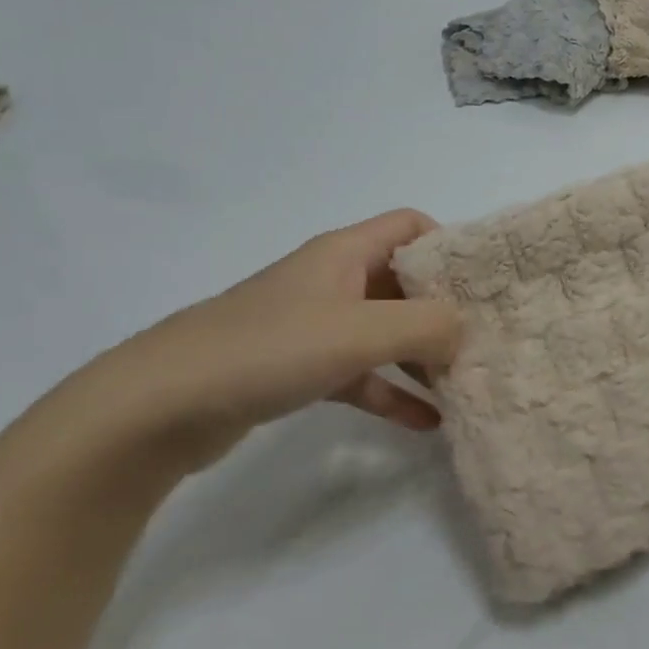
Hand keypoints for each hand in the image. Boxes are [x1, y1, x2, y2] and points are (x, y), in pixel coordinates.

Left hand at [65, 210, 461, 473]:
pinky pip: (361, 374)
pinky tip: (425, 423)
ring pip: (384, 332)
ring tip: (464, 386)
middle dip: (445, 310)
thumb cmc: (268, 349)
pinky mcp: (299, 369)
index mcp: (345, 252)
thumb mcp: (360, 332)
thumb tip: (466, 329)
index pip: (411, 226)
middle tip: (486, 343)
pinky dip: (391, 392)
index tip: (484, 285)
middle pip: (404, 282)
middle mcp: (332, 281)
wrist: (161, 405)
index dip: (450, 246)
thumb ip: (426, 325)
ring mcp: (314, 326)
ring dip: (422, 356)